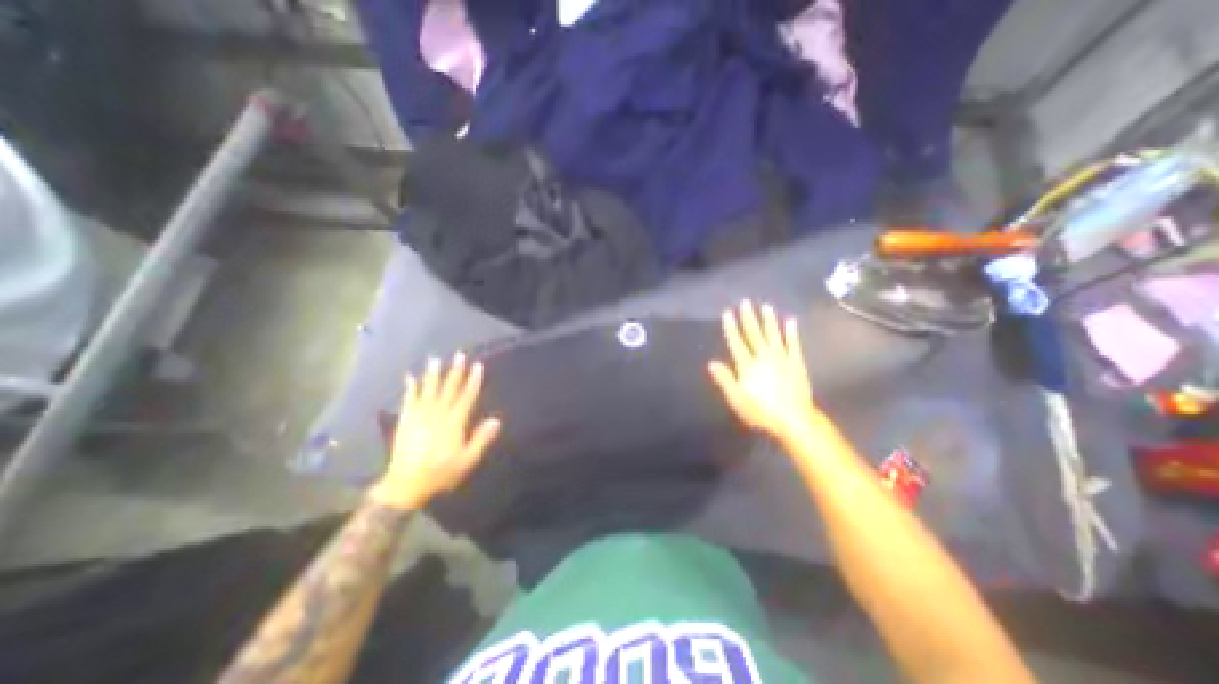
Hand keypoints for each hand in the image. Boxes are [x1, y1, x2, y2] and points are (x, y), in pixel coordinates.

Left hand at [371, 356, 505, 509]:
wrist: (406, 485)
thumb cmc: (441, 472)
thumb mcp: (467, 460)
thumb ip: (481, 439)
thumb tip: (496, 420)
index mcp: (454, 423)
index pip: (466, 397)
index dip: (473, 381)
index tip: (477, 366)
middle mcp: (438, 415)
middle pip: (449, 389)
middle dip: (455, 371)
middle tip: (459, 355)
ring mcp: (420, 416)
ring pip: (428, 390)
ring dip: (433, 374)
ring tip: (435, 359)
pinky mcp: (406, 421)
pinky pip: (409, 400)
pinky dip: (410, 388)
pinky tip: (410, 377)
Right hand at [710, 300, 823, 443]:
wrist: (794, 420)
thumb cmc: (761, 412)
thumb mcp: (737, 399)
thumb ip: (725, 379)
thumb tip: (712, 363)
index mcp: (748, 366)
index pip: (737, 343)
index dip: (731, 327)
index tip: (728, 313)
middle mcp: (764, 358)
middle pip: (755, 334)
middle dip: (749, 318)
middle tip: (746, 302)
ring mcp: (782, 359)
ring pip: (774, 335)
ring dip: (769, 320)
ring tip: (765, 306)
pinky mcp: (797, 364)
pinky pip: (793, 345)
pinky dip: (791, 333)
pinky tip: (790, 321)